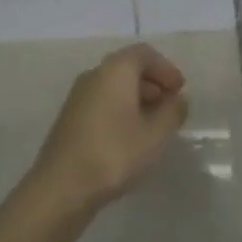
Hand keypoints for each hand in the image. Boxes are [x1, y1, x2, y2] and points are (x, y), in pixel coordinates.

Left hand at [27, 44, 188, 213]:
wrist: (61, 187)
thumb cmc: (114, 153)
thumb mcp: (155, 135)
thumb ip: (172, 112)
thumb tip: (178, 99)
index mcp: (115, 70)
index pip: (144, 54)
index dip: (166, 69)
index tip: (180, 90)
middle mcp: (94, 74)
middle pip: (128, 68)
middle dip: (153, 84)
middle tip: (170, 108)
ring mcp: (78, 96)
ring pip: (114, 86)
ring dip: (137, 99)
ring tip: (153, 126)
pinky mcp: (70, 118)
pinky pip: (102, 102)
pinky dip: (120, 110)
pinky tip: (129, 138)